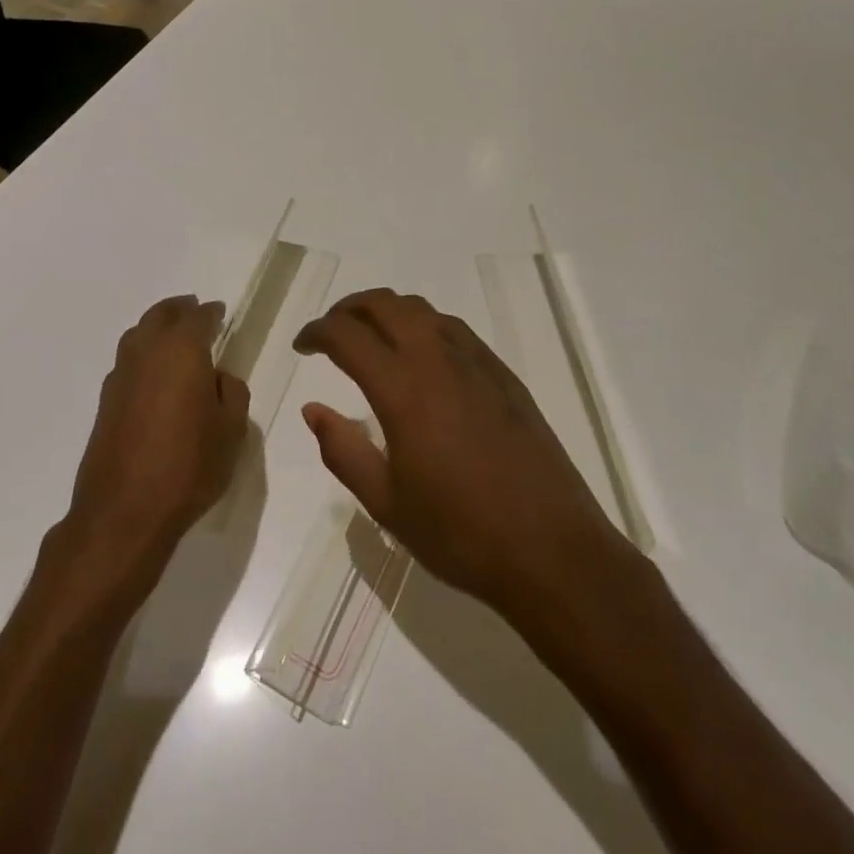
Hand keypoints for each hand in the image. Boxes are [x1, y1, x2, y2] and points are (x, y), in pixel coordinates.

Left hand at [66, 295, 250, 572]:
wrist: (125, 512)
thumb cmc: (189, 466)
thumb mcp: (232, 430)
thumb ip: (231, 393)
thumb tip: (218, 377)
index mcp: (181, 351)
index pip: (197, 318)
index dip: (211, 313)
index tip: (219, 312)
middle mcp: (146, 353)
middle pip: (159, 316)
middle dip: (178, 310)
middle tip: (195, 311)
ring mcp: (120, 377)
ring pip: (137, 336)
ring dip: (156, 329)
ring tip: (174, 339)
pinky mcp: (105, 403)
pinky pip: (128, 362)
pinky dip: (143, 356)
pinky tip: (155, 375)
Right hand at [294, 288, 625, 622]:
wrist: (551, 549)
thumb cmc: (460, 534)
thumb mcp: (387, 503)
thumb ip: (343, 450)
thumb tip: (312, 410)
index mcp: (404, 390)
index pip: (348, 335)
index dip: (317, 332)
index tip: (302, 347)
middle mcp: (439, 361)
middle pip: (386, 305)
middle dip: (350, 308)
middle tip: (330, 332)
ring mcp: (478, 363)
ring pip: (423, 310)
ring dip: (388, 311)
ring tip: (371, 338)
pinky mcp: (504, 375)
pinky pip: (454, 330)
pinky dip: (424, 326)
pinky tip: (421, 357)